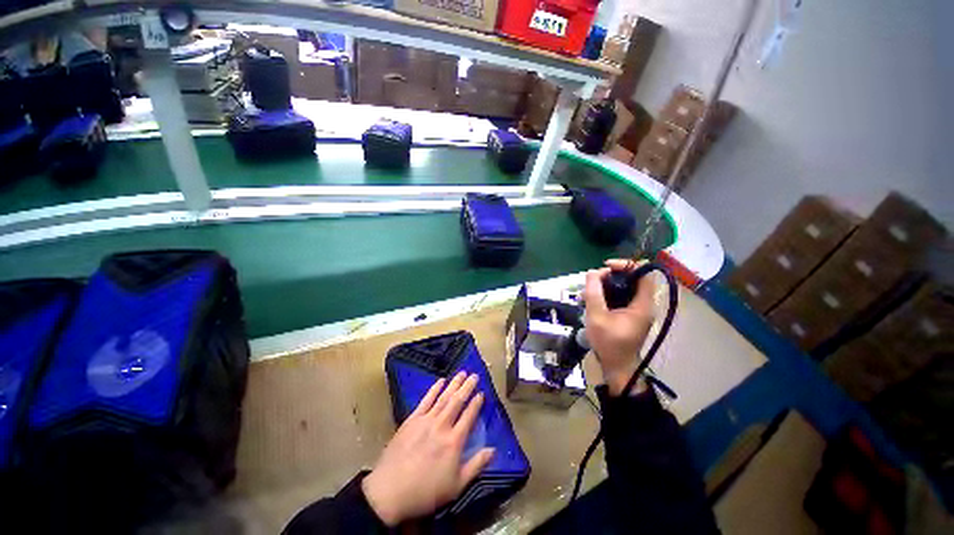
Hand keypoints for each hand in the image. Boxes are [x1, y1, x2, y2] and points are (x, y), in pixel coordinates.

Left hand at [362, 372, 494, 525]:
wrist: (390, 491)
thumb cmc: (426, 492)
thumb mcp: (456, 486)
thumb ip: (476, 466)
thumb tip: (493, 450)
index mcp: (454, 441)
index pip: (469, 416)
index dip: (476, 404)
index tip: (481, 393)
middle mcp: (442, 425)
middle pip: (457, 401)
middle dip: (467, 387)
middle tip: (474, 375)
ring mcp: (426, 420)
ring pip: (443, 397)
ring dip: (454, 384)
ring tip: (462, 373)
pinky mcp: (412, 420)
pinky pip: (426, 400)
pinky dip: (434, 389)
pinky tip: (440, 381)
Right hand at [583, 259, 656, 395]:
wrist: (616, 366)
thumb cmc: (608, 343)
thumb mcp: (597, 316)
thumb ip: (594, 293)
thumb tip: (592, 272)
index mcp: (642, 305)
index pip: (643, 275)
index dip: (626, 265)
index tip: (605, 267)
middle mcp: (643, 305)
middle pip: (632, 279)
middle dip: (611, 276)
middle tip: (592, 281)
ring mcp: (637, 310)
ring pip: (624, 288)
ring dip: (606, 285)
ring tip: (588, 291)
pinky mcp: (629, 315)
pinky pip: (620, 297)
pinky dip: (606, 294)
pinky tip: (591, 299)